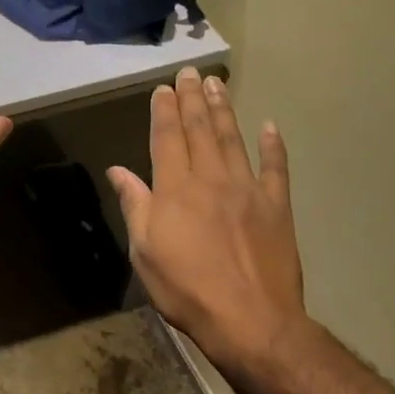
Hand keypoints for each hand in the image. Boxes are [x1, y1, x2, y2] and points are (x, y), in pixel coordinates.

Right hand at [106, 67, 309, 374]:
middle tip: (191, 72)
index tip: (164, 88)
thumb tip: (118, 170)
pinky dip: (273, 146)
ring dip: (224, 109)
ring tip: (218, 84)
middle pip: (200, 129)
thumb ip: (134, 205)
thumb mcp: (144, 252)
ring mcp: (247, 190)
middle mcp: (211, 178)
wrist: (251, 321)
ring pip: (233, 139)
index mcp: (175, 189)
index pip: (166, 138)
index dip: (164, 110)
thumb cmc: (187, 289)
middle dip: (193, 99)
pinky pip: (275, 168)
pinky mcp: (276, 206)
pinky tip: (270, 126)